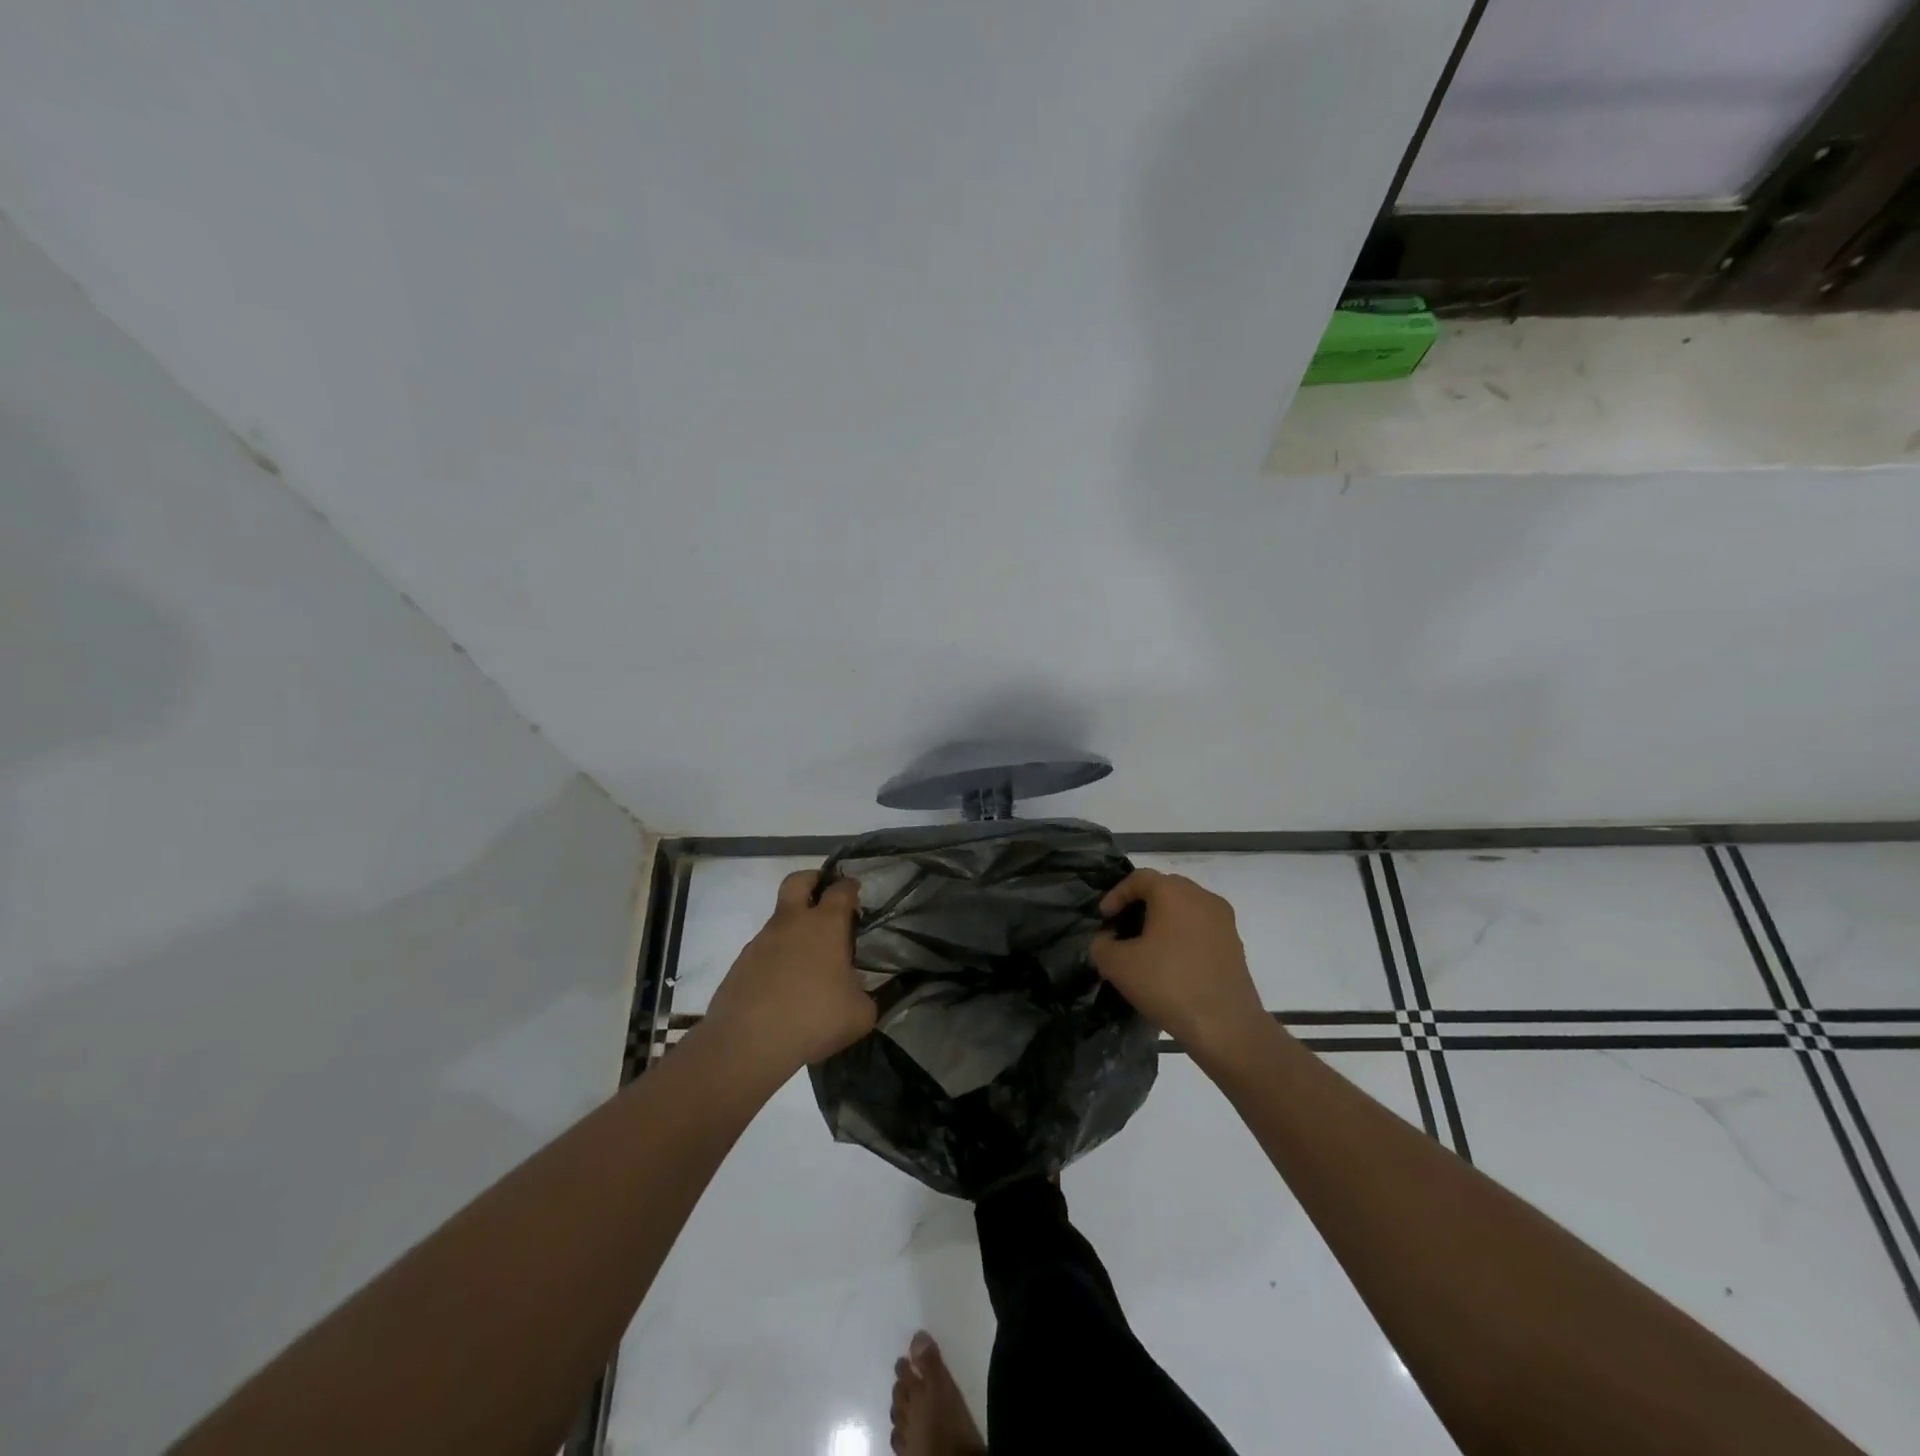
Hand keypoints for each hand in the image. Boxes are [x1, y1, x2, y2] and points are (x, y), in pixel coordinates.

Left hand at [706, 871, 875, 1073]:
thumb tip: (860, 991)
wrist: (748, 1044)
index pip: (841, 889)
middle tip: (824, 895)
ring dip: (794, 927)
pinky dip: (777, 957)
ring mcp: (762, 941)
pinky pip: (764, 949)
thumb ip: (866, 994)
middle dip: (813, 880)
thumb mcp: (860, 1013)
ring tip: (808, 960)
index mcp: (826, 924)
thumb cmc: (814, 1019)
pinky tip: (785, 985)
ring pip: (780, 918)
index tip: (857, 894)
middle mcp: (792, 923)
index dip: (851, 887)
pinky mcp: (741, 963)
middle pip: (799, 881)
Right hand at [1091, 869, 1267, 1061]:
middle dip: (1140, 905)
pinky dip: (1182, 936)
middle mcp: (1203, 897)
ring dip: (1163, 921)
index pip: (1139, 878)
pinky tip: (1171, 964)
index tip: (1104, 918)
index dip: (1116, 895)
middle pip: (1165, 889)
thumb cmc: (1168, 985)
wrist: (1226, 1027)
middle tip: (1123, 928)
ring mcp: (1224, 921)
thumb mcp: (1118, 966)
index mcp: (1174, 893)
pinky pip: (1201, 928)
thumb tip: (1107, 940)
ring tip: (1146, 948)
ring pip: (1186, 909)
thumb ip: (1102, 945)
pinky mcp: (1235, 945)